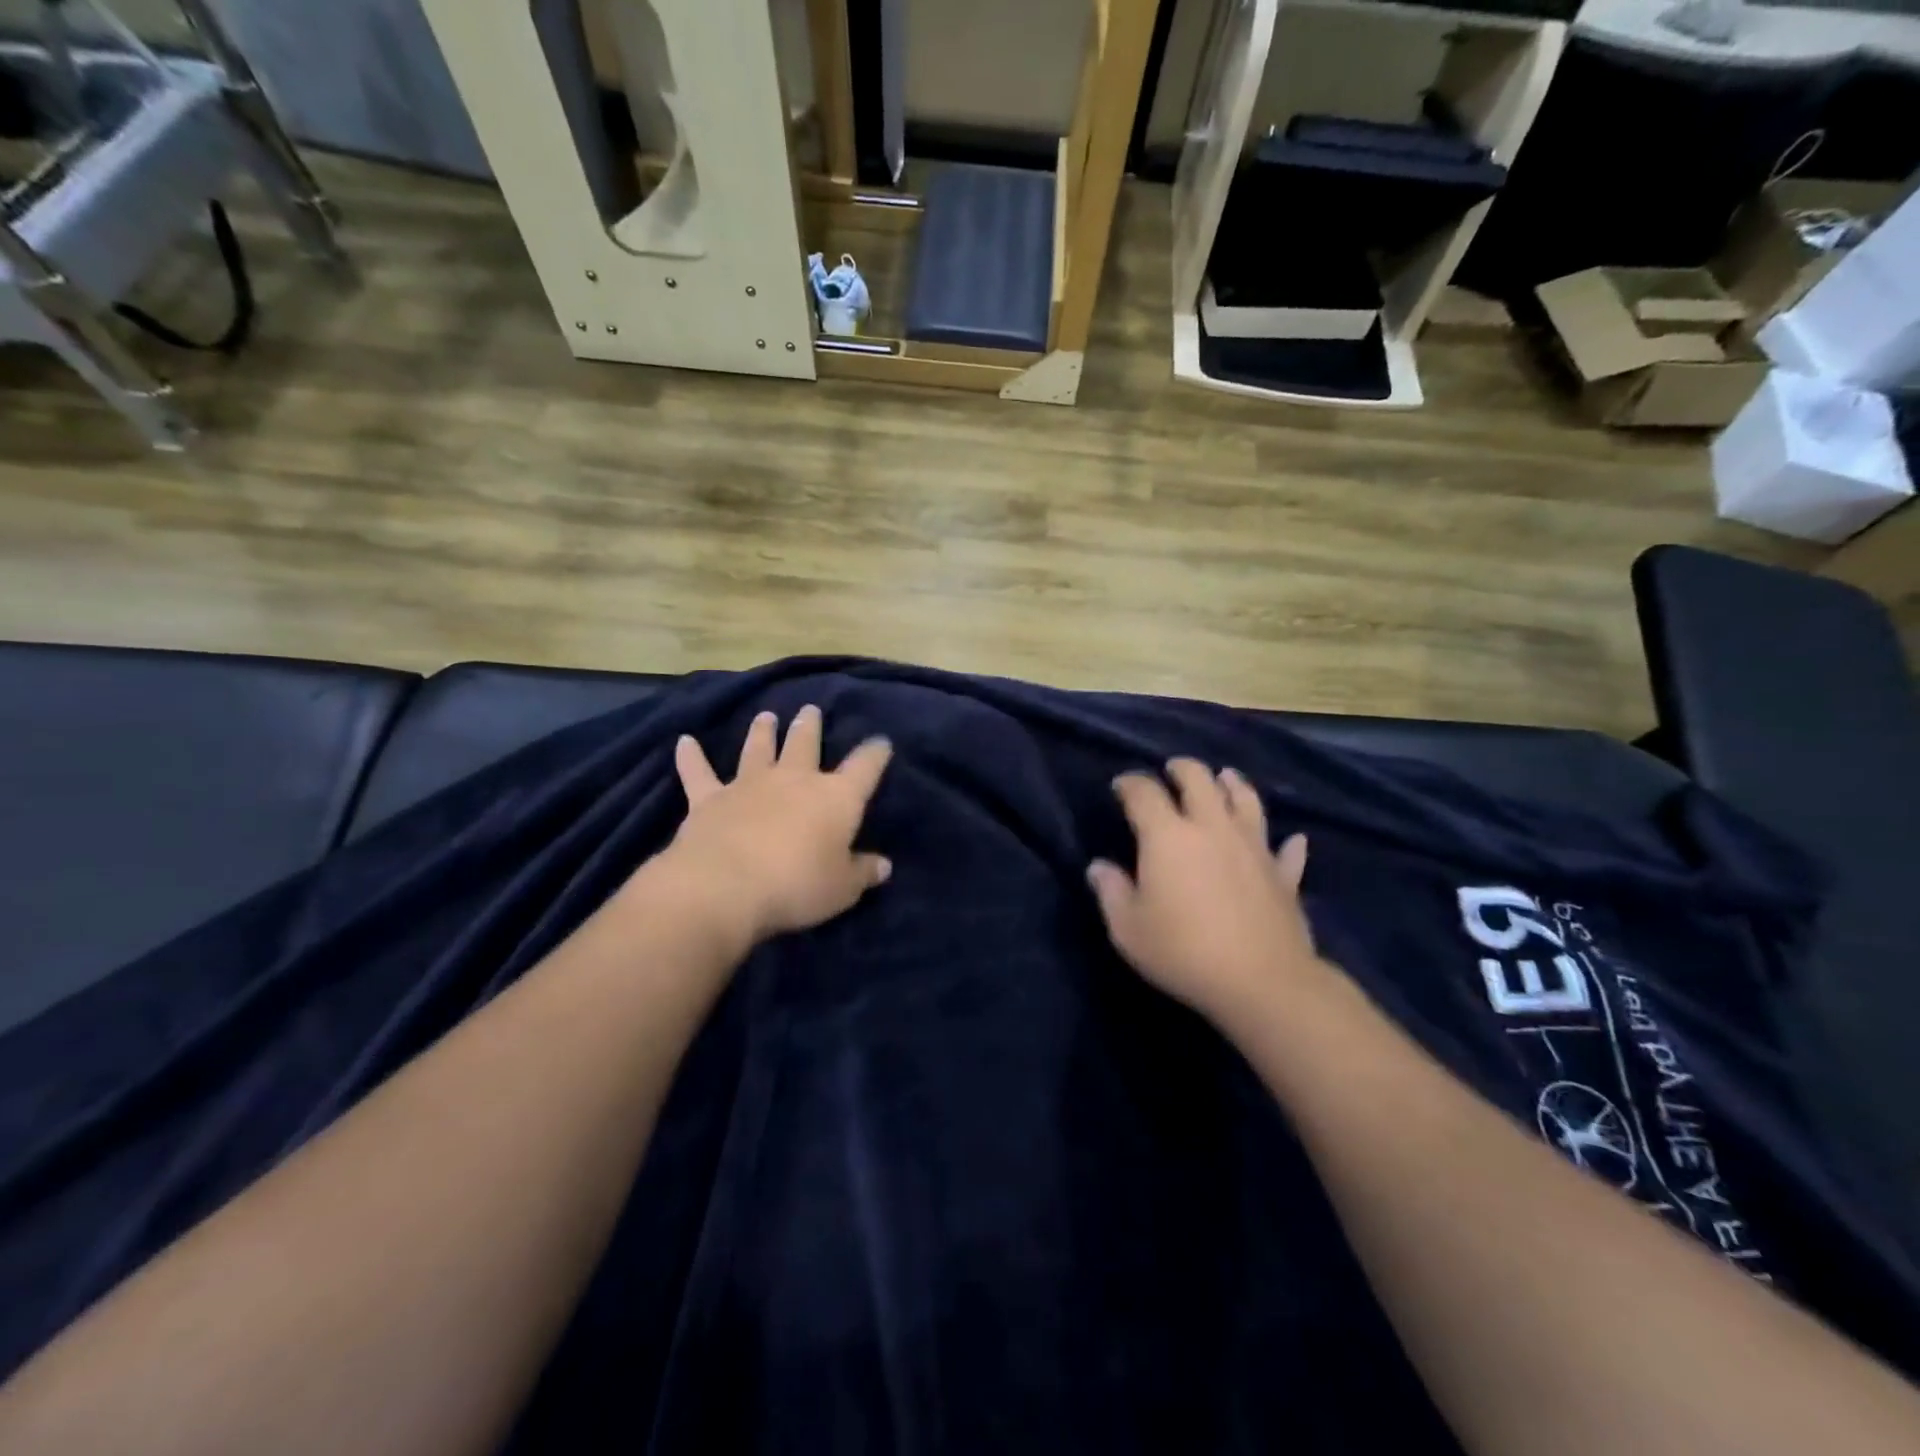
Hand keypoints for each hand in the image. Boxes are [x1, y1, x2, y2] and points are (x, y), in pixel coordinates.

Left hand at [651, 705, 893, 946]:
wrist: (725, 886)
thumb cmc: (797, 886)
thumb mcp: (842, 888)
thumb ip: (863, 873)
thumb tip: (884, 866)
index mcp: (836, 798)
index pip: (864, 768)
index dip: (875, 754)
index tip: (882, 742)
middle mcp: (795, 780)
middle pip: (805, 744)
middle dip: (810, 726)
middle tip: (810, 710)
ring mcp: (749, 785)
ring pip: (758, 749)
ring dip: (762, 732)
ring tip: (766, 716)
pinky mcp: (709, 798)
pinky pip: (698, 772)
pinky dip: (690, 757)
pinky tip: (684, 742)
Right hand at [1088, 759, 1328, 1029]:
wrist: (1262, 982)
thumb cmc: (1183, 952)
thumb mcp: (1128, 929)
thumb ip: (1111, 892)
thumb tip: (1099, 867)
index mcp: (1168, 836)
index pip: (1144, 793)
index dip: (1130, 783)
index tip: (1121, 786)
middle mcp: (1212, 828)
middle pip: (1199, 779)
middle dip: (1182, 769)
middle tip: (1172, 770)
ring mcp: (1254, 847)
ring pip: (1246, 799)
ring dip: (1232, 784)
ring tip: (1225, 778)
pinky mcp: (1283, 874)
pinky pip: (1286, 850)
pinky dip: (1287, 843)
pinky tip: (1292, 839)